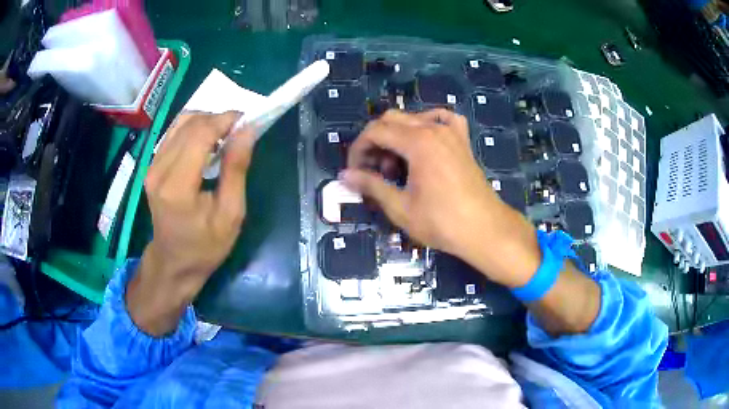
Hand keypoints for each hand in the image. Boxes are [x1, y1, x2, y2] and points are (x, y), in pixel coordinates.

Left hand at [126, 112, 254, 335]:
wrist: (173, 262)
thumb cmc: (205, 246)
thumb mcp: (230, 214)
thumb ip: (236, 169)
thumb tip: (246, 130)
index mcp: (178, 186)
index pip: (200, 134)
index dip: (225, 120)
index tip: (248, 120)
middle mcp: (159, 170)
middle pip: (190, 124)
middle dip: (218, 118)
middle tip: (240, 130)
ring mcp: (152, 167)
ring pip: (180, 123)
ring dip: (206, 121)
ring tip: (225, 135)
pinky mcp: (152, 166)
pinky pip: (173, 134)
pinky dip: (194, 129)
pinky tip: (207, 142)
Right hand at [341, 109, 540, 287]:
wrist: (485, 229)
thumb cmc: (442, 222)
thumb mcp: (400, 207)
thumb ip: (371, 185)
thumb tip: (344, 175)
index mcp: (418, 142)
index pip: (375, 131)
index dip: (358, 149)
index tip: (354, 171)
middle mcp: (434, 128)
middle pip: (391, 120)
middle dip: (374, 142)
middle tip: (372, 172)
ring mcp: (451, 132)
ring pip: (413, 119)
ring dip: (396, 137)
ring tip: (397, 167)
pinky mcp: (462, 141)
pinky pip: (442, 119)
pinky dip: (427, 124)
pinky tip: (423, 141)